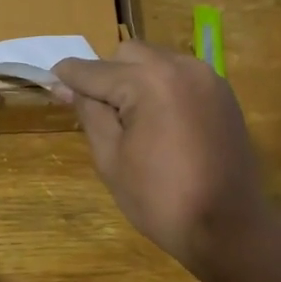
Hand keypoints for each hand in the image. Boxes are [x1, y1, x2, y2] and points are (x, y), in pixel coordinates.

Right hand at [52, 40, 273, 272]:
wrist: (229, 227)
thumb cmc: (161, 199)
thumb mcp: (111, 158)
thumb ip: (89, 112)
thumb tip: (67, 85)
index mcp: (150, 81)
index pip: (95, 70)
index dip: (68, 77)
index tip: (51, 82)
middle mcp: (181, 66)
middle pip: (128, 54)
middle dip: (107, 75)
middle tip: (99, 114)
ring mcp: (208, 78)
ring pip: (157, 61)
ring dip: (136, 79)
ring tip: (132, 121)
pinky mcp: (223, 94)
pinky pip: (182, 76)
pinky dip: (163, 88)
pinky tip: (161, 123)